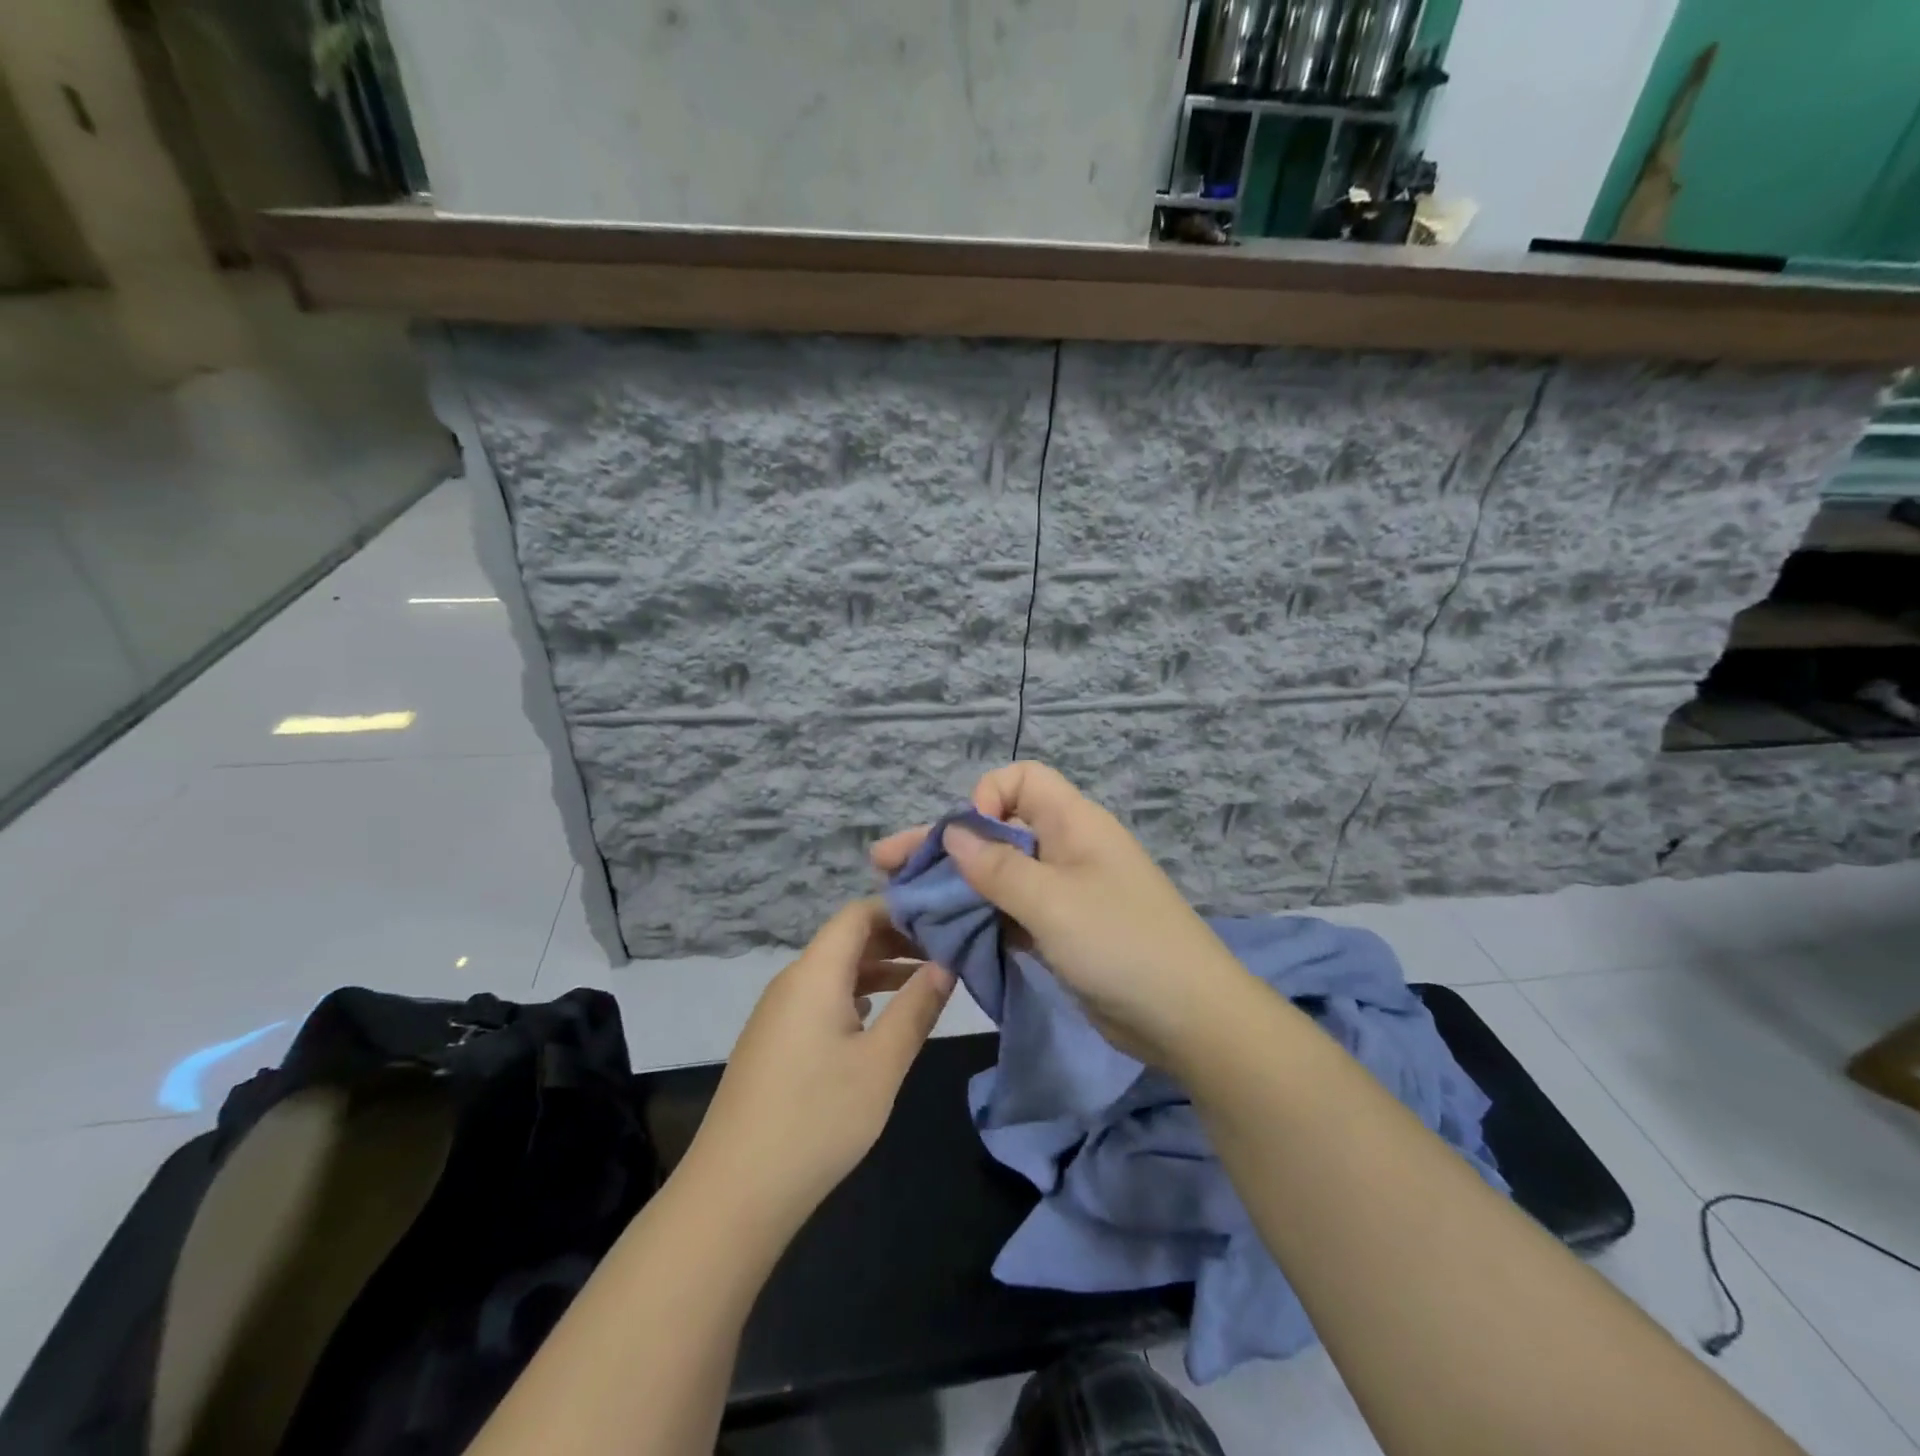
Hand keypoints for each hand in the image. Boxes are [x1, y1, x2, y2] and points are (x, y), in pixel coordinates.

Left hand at [681, 900, 955, 1232]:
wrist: (734, 1193)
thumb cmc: (817, 1119)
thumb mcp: (881, 1063)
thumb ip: (917, 1008)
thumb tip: (946, 964)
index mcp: (815, 973)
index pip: (858, 913)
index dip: (901, 909)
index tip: (943, 921)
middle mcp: (793, 981)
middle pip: (847, 940)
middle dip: (897, 940)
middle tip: (946, 952)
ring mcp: (778, 1012)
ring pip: (835, 971)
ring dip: (879, 971)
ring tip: (924, 983)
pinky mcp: (774, 1041)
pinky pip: (821, 999)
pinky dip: (856, 997)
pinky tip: (879, 1020)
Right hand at [870, 762, 1247, 1070]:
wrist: (1187, 1018)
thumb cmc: (1120, 944)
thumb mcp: (1052, 901)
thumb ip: (997, 867)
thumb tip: (953, 832)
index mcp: (1073, 824)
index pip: (1021, 780)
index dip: (987, 797)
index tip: (966, 838)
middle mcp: (1066, 850)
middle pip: (998, 832)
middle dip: (946, 845)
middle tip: (887, 864)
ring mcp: (1064, 894)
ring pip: (1001, 876)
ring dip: (958, 886)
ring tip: (905, 903)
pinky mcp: (1062, 933)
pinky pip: (1012, 913)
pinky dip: (981, 919)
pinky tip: (943, 934)